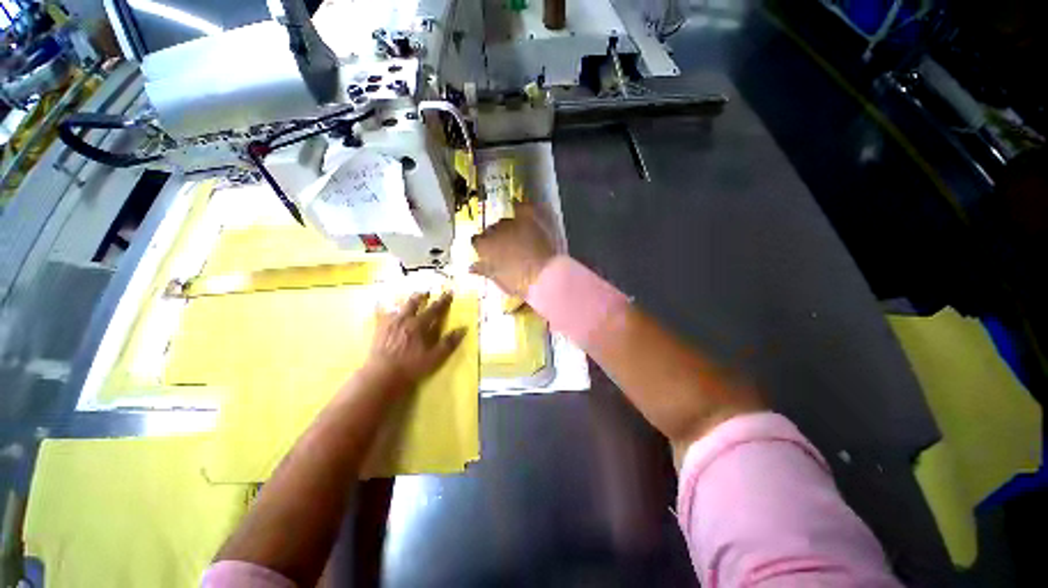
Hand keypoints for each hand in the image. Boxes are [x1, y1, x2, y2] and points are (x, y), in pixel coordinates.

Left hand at [364, 292, 466, 388]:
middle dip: (421, 297)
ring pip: (399, 308)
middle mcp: (405, 320)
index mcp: (419, 325)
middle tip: (426, 292)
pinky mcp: (379, 331)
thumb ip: (449, 342)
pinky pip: (384, 316)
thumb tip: (463, 329)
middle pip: (414, 303)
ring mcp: (390, 324)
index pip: (434, 309)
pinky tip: (389, 314)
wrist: (382, 374)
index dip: (443, 301)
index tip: (449, 292)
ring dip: (407, 303)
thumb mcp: (435, 357)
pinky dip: (389, 312)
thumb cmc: (411, 367)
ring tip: (409, 301)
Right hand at [470, 203, 556, 296]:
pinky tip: (522, 210)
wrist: (542, 276)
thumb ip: (483, 270)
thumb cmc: (517, 283)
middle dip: (497, 237)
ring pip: (506, 221)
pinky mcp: (529, 220)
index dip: (484, 246)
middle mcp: (494, 231)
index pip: (477, 241)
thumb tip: (471, 267)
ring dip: (509, 227)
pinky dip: (522, 208)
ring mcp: (512, 224)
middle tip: (507, 248)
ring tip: (518, 236)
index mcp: (484, 247)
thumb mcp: (497, 280)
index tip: (490, 254)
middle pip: (492, 230)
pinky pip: (523, 208)